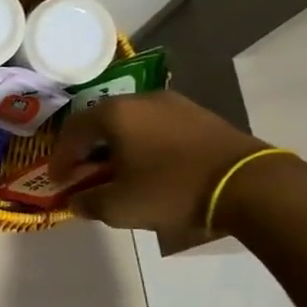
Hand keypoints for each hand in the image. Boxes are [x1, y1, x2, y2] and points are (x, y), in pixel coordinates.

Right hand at [49, 90, 275, 234]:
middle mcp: (141, 100)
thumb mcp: (119, 206)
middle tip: (83, 175)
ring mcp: (175, 104)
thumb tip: (76, 200)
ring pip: (131, 124)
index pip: (72, 132)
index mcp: (115, 114)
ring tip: (116, 173)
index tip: (58, 181)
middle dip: (87, 151)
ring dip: (117, 148)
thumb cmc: (171, 190)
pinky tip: (148, 169)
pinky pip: (157, 128)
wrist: (248, 185)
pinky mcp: (200, 117)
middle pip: (101, 123)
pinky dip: (143, 146)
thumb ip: (88, 202)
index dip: (60, 159)